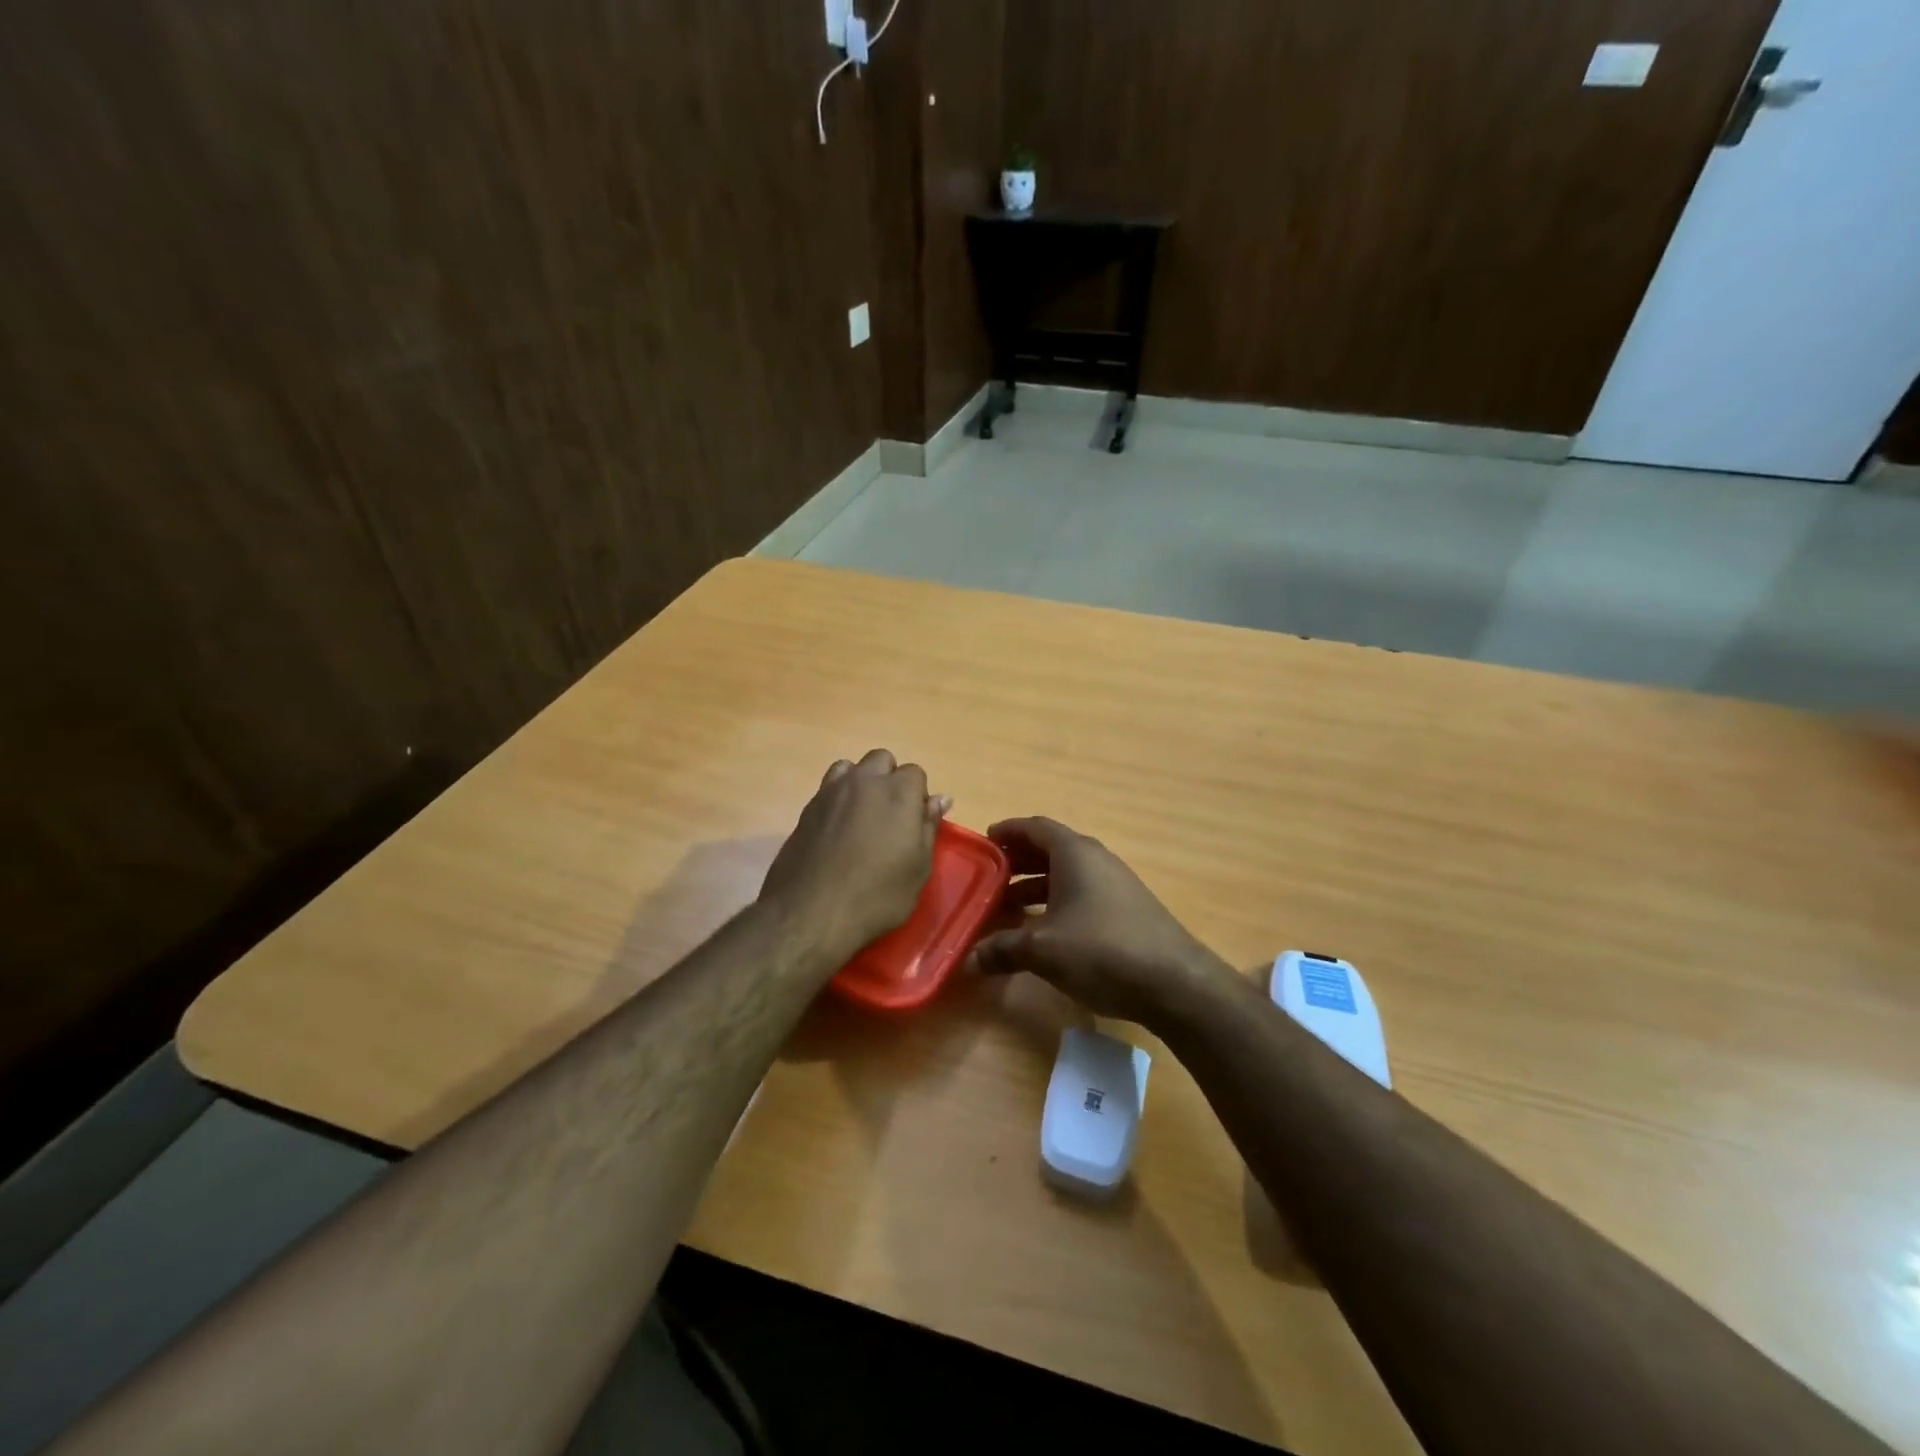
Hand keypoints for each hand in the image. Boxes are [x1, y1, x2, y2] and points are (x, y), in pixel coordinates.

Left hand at [758, 749, 949, 964]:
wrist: (810, 913)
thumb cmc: (877, 896)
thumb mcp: (918, 868)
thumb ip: (928, 827)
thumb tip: (940, 799)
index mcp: (898, 792)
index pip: (915, 772)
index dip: (917, 796)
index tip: (914, 823)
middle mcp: (864, 781)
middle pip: (881, 760)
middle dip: (889, 779)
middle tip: (890, 817)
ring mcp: (830, 792)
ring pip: (850, 768)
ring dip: (860, 782)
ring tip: (861, 817)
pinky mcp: (806, 809)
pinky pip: (827, 789)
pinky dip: (837, 799)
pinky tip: (837, 830)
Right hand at [964, 817, 1236, 1025]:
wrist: (1174, 983)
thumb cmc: (1101, 950)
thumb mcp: (1043, 950)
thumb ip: (1003, 949)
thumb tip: (968, 960)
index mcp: (1075, 853)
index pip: (1035, 827)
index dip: (1008, 831)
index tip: (984, 842)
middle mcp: (1096, 860)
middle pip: (1050, 849)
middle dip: (1018, 861)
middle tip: (989, 878)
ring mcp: (1115, 884)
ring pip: (1066, 875)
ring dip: (1036, 886)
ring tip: (1008, 907)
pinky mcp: (1126, 910)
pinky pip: (1082, 894)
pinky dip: (1057, 903)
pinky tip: (1044, 931)